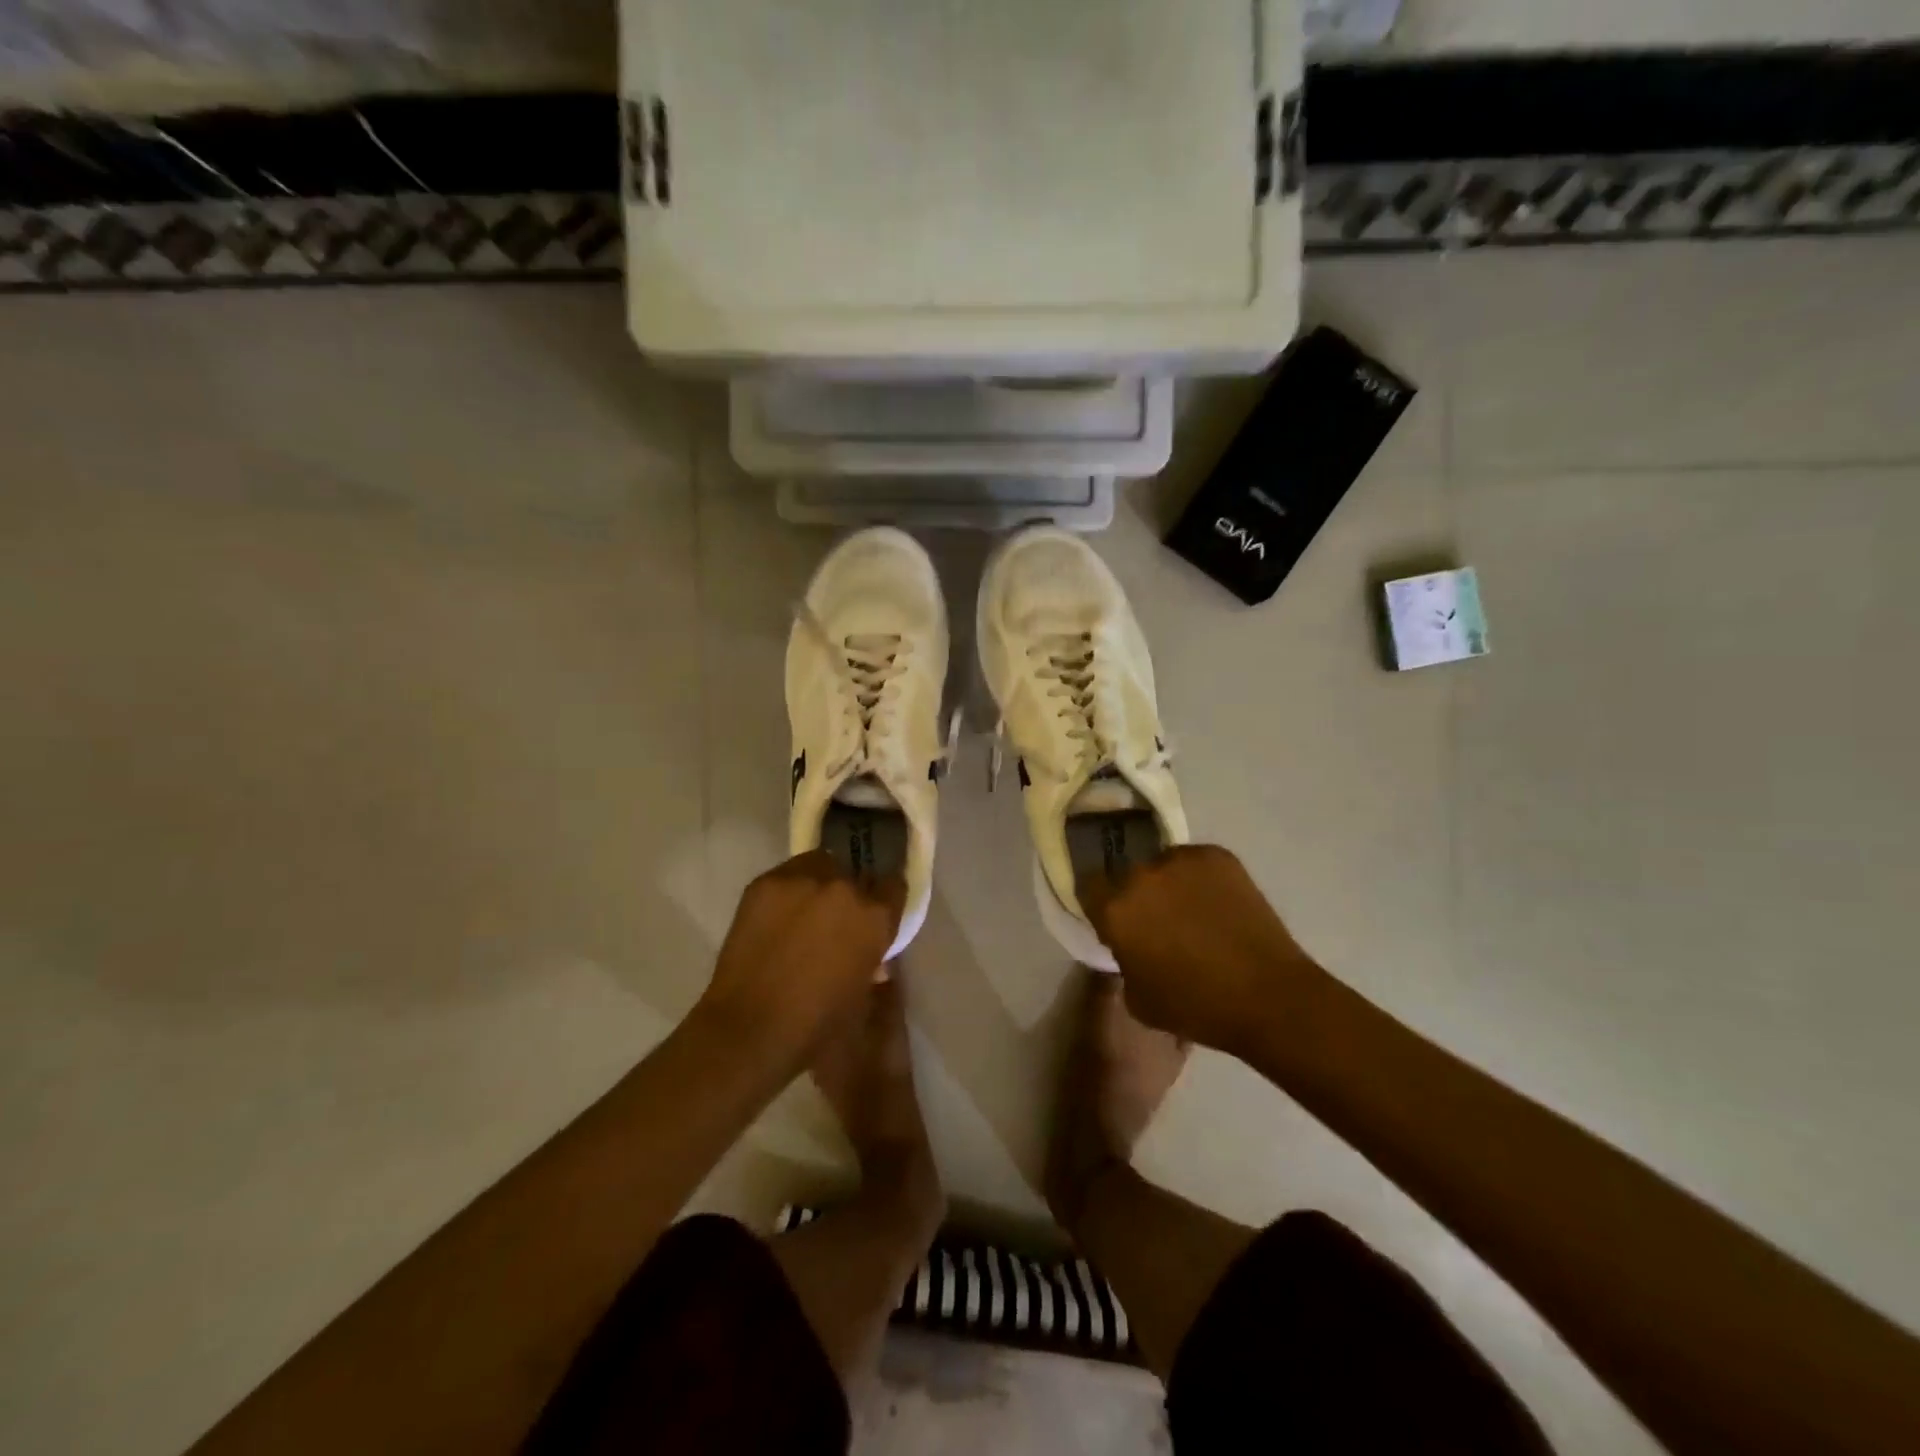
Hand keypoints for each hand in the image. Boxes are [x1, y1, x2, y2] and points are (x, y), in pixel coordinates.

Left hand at [698, 851, 905, 1064]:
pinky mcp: (765, 882)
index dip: (886, 901)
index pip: (894, 886)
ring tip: (805, 911)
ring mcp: (802, 880)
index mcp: (875, 917)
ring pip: (821, 865)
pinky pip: (787, 875)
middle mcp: (844, 888)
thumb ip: (874, 964)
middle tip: (836, 920)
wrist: (748, 1030)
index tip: (876, 914)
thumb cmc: (816, 1027)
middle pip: (856, 874)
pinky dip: (788, 891)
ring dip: (820, 883)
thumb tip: (872, 955)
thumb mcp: (865, 998)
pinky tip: (776, 917)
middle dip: (851, 894)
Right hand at [1079, 844, 1312, 1054]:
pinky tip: (1218, 907)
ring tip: (1193, 913)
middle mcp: (1142, 874)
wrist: (1268, 996)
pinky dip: (1201, 881)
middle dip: (1136, 896)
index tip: (1112, 921)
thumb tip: (1131, 944)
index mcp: (1116, 908)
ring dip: (1168, 885)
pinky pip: (1196, 864)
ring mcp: (1182, 860)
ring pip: (1163, 866)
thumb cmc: (1195, 1007)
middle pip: (1128, 876)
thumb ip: (1123, 959)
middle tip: (1157, 921)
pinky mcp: (1218, 856)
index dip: (1099, 905)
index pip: (1088, 887)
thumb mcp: (1136, 997)